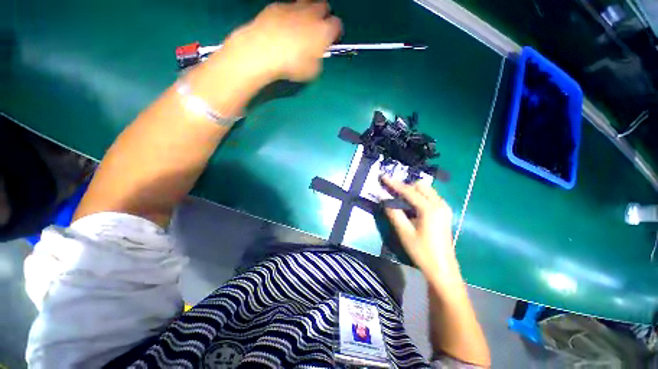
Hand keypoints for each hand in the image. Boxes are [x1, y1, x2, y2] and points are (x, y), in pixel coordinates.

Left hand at [220, 0, 342, 82]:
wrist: (263, 50)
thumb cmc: (292, 65)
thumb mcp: (312, 71)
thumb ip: (318, 59)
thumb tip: (316, 55)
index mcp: (324, 31)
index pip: (337, 25)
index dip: (335, 33)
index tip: (331, 41)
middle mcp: (312, 14)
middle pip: (324, 7)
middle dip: (324, 17)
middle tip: (318, 30)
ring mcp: (293, 7)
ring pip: (307, 3)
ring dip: (308, 13)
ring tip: (301, 27)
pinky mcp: (277, 6)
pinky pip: (288, 7)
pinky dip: (289, 15)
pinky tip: (283, 27)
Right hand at [381, 176, 463, 285]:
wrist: (442, 269)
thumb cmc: (422, 252)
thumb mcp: (404, 232)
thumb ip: (393, 213)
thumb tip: (383, 197)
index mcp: (430, 209)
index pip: (409, 191)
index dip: (394, 184)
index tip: (383, 177)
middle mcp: (440, 204)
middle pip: (420, 186)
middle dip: (405, 186)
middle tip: (391, 192)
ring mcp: (445, 208)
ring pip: (426, 190)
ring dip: (412, 191)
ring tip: (399, 198)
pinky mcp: (445, 213)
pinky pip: (430, 197)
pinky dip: (419, 196)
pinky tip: (411, 206)